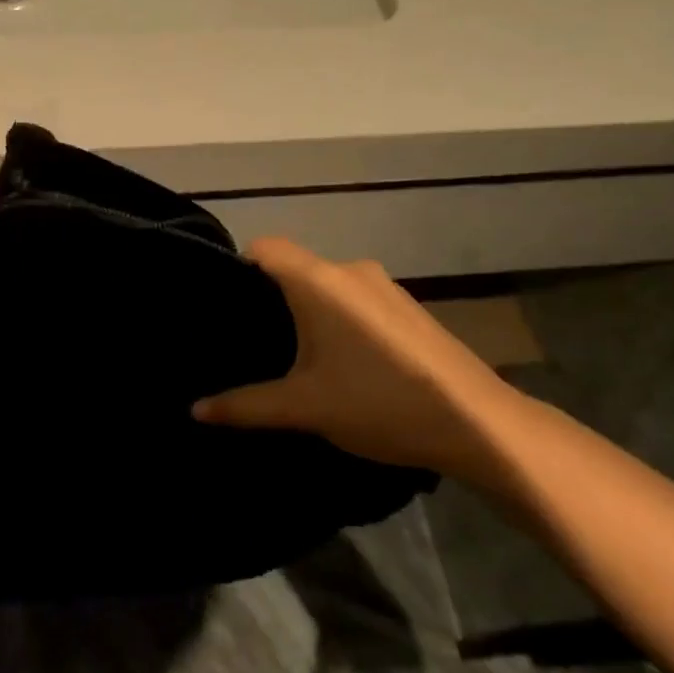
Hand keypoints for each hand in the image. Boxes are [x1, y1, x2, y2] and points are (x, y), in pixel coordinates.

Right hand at [192, 237, 525, 479]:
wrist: (478, 424)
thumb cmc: (378, 402)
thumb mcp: (304, 407)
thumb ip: (245, 406)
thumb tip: (195, 410)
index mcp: (320, 280)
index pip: (264, 247)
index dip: (239, 268)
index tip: (225, 307)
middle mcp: (351, 270)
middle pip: (295, 268)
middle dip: (272, 299)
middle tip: (252, 341)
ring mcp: (385, 286)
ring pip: (327, 286)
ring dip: (309, 312)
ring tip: (295, 358)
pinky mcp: (408, 307)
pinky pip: (356, 300)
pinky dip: (339, 320)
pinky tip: (343, 363)